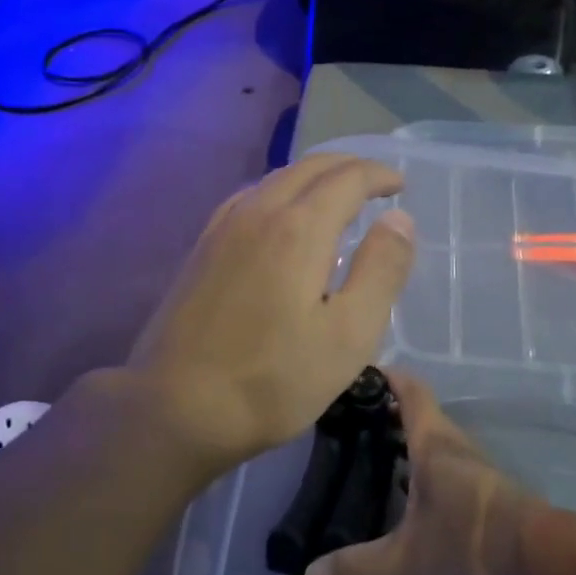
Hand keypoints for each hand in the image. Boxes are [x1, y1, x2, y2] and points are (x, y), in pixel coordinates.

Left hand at [127, 155, 415, 474]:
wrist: (175, 407)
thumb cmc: (273, 380)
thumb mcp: (349, 335)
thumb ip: (381, 271)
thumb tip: (400, 219)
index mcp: (299, 228)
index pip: (347, 178)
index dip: (379, 175)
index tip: (400, 184)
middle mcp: (258, 212)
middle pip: (309, 168)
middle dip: (348, 167)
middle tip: (376, 183)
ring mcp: (222, 228)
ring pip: (275, 179)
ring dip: (312, 177)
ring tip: (336, 197)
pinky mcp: (201, 249)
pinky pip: (248, 199)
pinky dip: (279, 193)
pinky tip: (280, 218)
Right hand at [304, 370, 539, 574]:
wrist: (545, 560)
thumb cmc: (472, 541)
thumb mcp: (408, 558)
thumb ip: (359, 566)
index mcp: (432, 441)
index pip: (409, 388)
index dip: (384, 375)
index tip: (353, 375)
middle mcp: (452, 443)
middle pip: (418, 412)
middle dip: (383, 412)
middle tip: (345, 423)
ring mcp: (471, 466)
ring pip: (431, 439)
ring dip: (401, 440)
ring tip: (364, 455)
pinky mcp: (483, 490)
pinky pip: (443, 463)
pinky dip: (418, 465)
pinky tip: (401, 492)